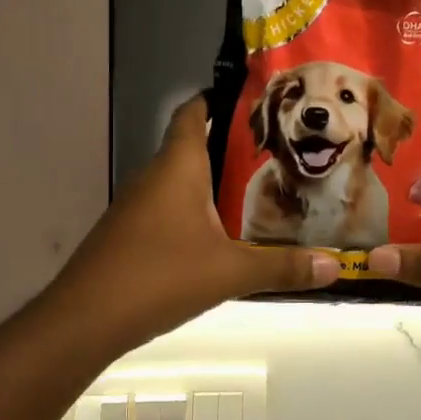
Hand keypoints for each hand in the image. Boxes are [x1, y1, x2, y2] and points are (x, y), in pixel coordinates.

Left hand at [48, 96, 338, 347]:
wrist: (85, 320)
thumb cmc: (159, 276)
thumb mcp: (230, 272)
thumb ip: (283, 268)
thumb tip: (335, 266)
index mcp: (177, 167)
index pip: (194, 112)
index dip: (221, 100)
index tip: (260, 103)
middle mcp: (154, 176)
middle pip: (194, 146)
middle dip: (233, 148)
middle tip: (280, 154)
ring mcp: (137, 206)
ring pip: (182, 181)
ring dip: (215, 184)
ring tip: (261, 191)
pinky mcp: (130, 233)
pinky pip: (169, 208)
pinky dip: (196, 211)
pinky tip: (222, 234)